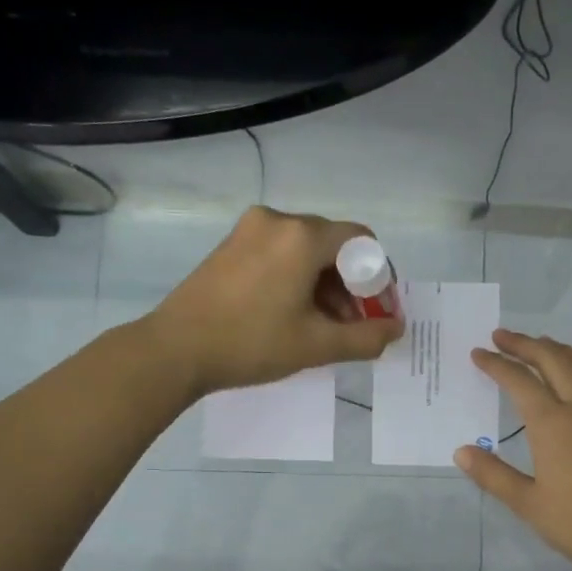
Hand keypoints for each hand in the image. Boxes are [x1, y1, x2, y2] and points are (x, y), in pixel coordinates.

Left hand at [148, 206, 403, 397]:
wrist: (175, 350)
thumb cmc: (251, 343)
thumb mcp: (316, 345)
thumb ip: (365, 337)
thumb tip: (396, 329)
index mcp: (302, 236)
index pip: (361, 240)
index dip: (378, 276)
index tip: (378, 311)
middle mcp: (278, 221)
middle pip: (333, 245)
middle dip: (351, 285)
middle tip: (354, 325)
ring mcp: (250, 230)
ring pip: (306, 251)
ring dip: (325, 285)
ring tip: (325, 327)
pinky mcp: (231, 245)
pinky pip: (280, 254)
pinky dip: (297, 279)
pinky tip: (294, 314)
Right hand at [454, 328, 571, 570]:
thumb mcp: (526, 502)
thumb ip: (492, 474)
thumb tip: (462, 452)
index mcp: (551, 423)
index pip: (518, 380)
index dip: (496, 364)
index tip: (479, 354)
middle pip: (554, 361)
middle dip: (526, 344)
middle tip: (505, 337)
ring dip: (566, 352)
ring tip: (550, 347)